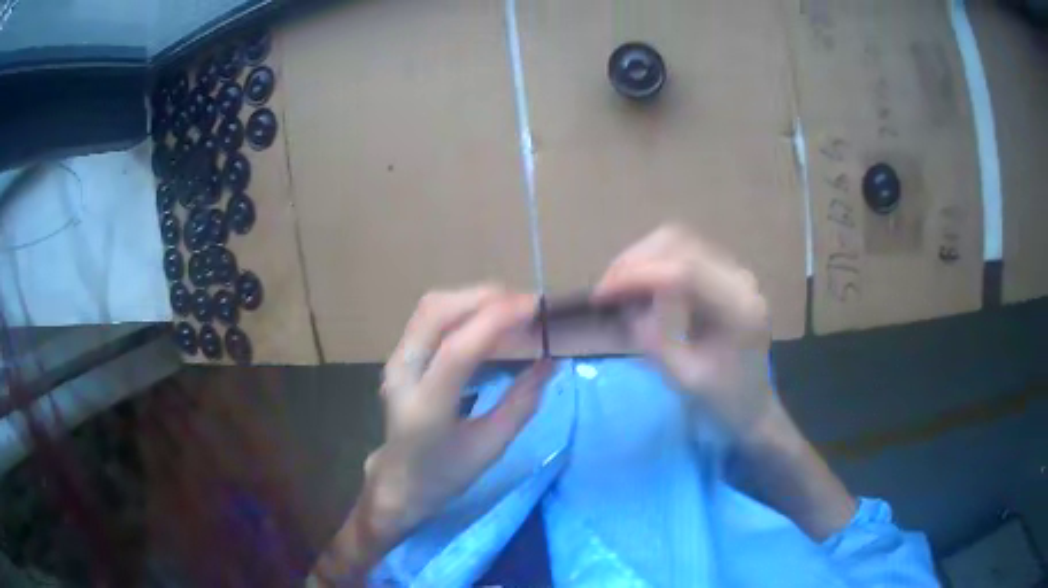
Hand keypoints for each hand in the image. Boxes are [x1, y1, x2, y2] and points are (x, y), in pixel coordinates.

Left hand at [314, 286, 553, 584]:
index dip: (496, 320)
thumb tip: (551, 361)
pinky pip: (429, 316)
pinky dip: (462, 307)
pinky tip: (488, 318)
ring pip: (431, 307)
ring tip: (513, 308)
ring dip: (473, 298)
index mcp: (425, 408)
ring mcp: (395, 361)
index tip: (535, 307)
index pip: (457, 350)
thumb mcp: (492, 447)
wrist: (401, 479)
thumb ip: (522, 403)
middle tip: (528, 305)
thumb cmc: (447, 472)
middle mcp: (402, 375)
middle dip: (484, 297)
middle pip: (436, 313)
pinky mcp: (399, 355)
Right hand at [592, 225, 776, 439]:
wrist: (753, 406)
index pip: (684, 271)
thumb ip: (657, 337)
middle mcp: (740, 279)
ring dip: (642, 258)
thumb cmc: (722, 399)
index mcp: (738, 308)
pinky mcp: (724, 275)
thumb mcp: (685, 378)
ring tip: (617, 286)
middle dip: (635, 260)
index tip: (601, 294)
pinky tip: (639, 285)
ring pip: (679, 241)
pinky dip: (654, 263)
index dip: (637, 275)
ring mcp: (734, 273)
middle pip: (680, 243)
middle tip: (605, 290)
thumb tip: (629, 302)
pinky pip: (683, 253)